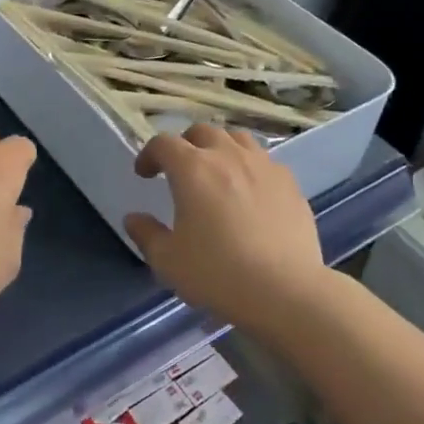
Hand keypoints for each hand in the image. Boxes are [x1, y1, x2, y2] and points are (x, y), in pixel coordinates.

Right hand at [125, 123, 330, 334]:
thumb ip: (147, 235)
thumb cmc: (218, 274)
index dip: (149, 154)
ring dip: (220, 148)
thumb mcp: (168, 261)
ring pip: (237, 139)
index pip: (164, 144)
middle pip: (202, 132)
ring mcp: (263, 165)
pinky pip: (264, 160)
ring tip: (217, 172)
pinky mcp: (289, 182)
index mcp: (192, 169)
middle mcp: (227, 156)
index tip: (144, 174)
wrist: (285, 290)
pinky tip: (251, 191)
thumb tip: (133, 219)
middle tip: (180, 170)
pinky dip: (250, 166)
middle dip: (185, 145)